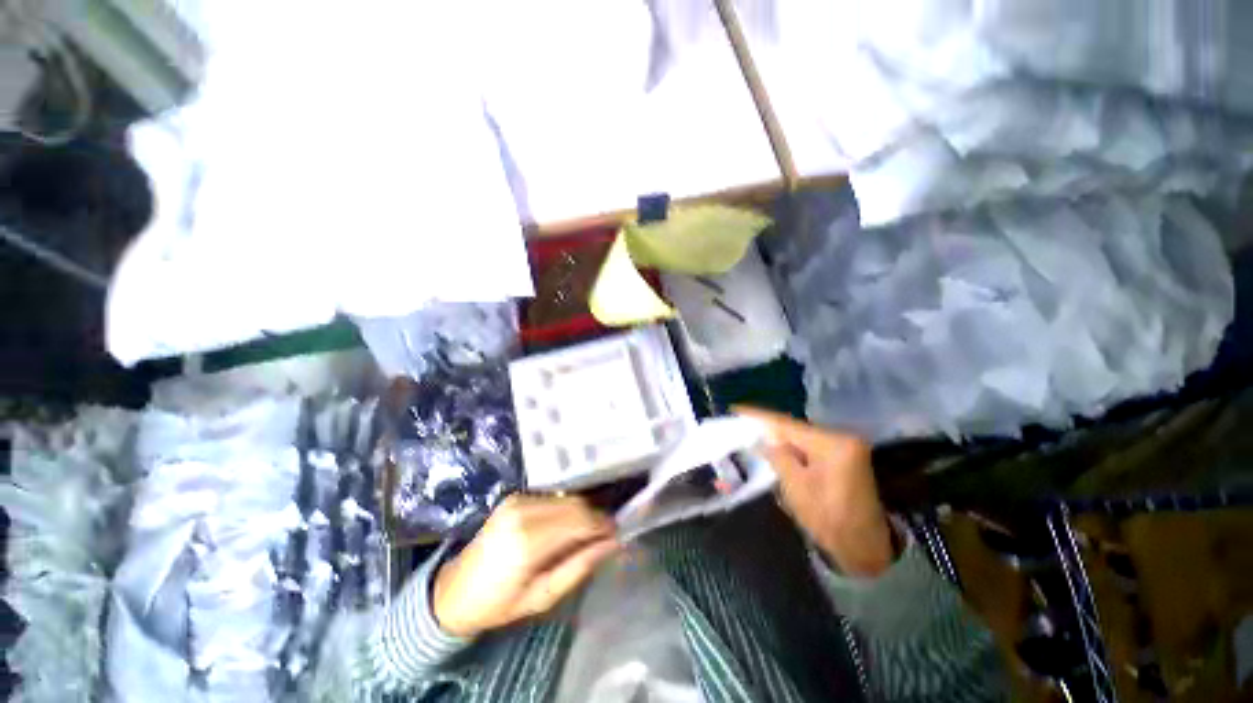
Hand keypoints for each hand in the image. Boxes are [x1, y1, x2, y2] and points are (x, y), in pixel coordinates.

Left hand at [432, 494, 618, 637]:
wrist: (455, 591)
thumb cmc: (500, 603)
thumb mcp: (544, 596)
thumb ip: (580, 566)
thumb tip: (612, 543)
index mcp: (529, 541)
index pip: (580, 520)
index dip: (603, 524)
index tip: (617, 533)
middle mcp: (524, 512)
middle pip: (576, 504)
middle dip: (595, 517)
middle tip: (605, 535)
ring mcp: (518, 500)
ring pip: (566, 498)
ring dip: (582, 512)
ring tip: (587, 532)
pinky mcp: (516, 496)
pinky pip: (553, 497)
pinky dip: (567, 508)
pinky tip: (566, 525)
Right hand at [734, 407, 893, 577]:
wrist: (866, 547)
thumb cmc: (830, 520)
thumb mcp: (796, 487)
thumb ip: (778, 457)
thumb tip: (762, 438)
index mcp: (833, 444)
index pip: (788, 425)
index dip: (760, 417)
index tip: (736, 409)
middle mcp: (842, 437)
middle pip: (795, 428)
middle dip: (768, 427)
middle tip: (741, 422)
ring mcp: (845, 446)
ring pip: (801, 437)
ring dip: (778, 437)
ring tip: (752, 432)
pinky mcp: (843, 457)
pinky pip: (810, 446)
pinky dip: (791, 447)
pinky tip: (774, 446)